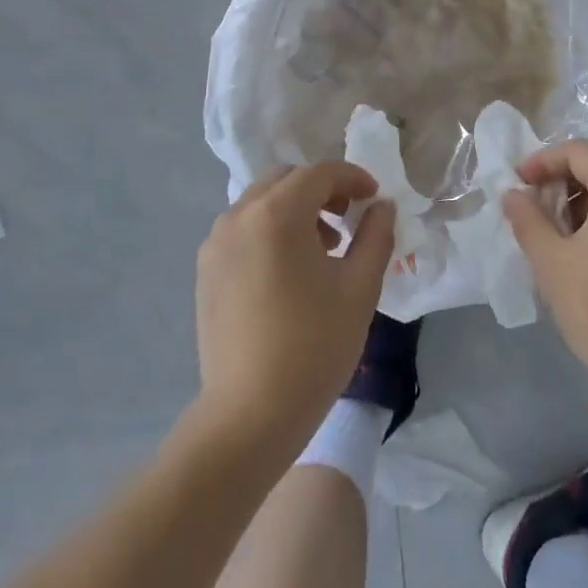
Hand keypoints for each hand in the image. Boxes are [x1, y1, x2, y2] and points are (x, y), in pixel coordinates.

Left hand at [194, 164, 396, 451]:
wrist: (250, 413)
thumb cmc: (314, 346)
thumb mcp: (360, 288)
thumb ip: (376, 235)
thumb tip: (381, 206)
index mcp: (276, 214)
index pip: (319, 174)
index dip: (352, 178)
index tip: (374, 197)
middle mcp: (238, 217)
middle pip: (285, 180)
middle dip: (321, 189)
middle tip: (349, 218)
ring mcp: (215, 244)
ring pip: (260, 203)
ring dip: (294, 209)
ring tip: (323, 248)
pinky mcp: (206, 270)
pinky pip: (242, 230)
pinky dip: (270, 230)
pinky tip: (289, 270)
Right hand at [501, 140, 587, 406]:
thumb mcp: (551, 262)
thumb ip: (528, 219)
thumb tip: (512, 194)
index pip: (578, 151)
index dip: (542, 162)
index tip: (516, 185)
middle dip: (562, 179)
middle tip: (532, 206)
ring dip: (584, 196)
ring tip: (555, 228)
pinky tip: (586, 244)